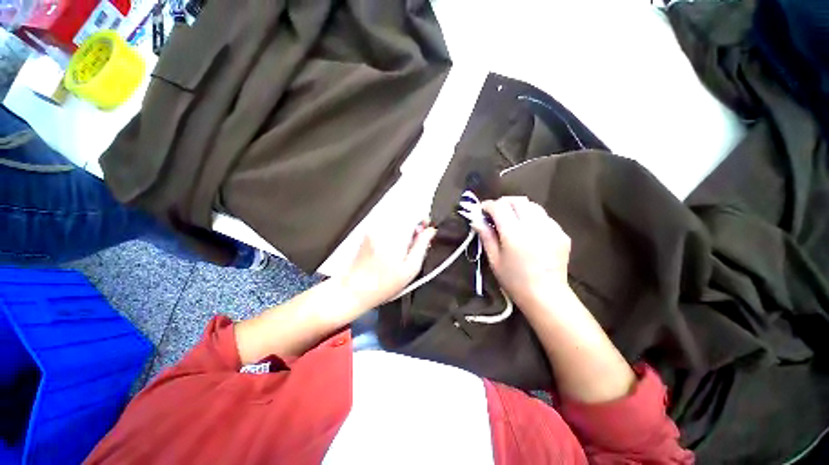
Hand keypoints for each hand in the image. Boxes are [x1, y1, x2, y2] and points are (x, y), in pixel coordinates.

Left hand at [341, 220, 435, 309]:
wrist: (354, 290)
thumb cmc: (383, 285)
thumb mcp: (410, 269)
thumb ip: (421, 246)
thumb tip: (430, 232)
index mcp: (394, 236)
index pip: (413, 215)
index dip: (422, 221)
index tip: (425, 231)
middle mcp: (382, 229)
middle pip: (404, 217)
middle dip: (413, 227)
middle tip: (414, 245)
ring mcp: (373, 230)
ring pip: (396, 221)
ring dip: (403, 231)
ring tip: (402, 249)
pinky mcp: (367, 233)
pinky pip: (386, 226)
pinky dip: (393, 234)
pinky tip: (391, 250)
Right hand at [472, 197, 571, 308]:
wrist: (546, 295)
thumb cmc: (514, 280)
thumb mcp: (494, 259)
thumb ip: (486, 236)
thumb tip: (476, 220)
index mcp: (514, 233)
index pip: (500, 207)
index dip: (488, 205)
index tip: (482, 210)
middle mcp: (534, 226)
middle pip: (517, 200)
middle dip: (504, 203)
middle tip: (496, 213)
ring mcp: (551, 228)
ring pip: (532, 205)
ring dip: (519, 208)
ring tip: (513, 220)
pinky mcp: (562, 233)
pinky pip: (544, 217)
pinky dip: (533, 218)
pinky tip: (529, 231)